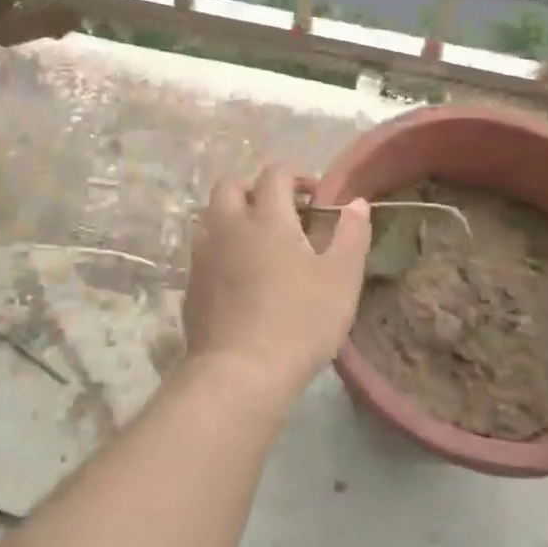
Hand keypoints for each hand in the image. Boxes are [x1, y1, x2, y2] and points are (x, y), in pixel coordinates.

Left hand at [180, 164, 370, 407]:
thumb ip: (351, 235)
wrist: (239, 372)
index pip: (275, 173)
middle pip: (231, 185)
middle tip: (282, 212)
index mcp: (266, 217)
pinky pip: (204, 248)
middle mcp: (228, 225)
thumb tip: (356, 202)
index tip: (315, 193)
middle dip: (255, 188)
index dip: (296, 173)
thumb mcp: (341, 279)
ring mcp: (203, 253)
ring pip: (212, 215)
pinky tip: (240, 275)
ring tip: (260, 242)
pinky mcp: (191, 283)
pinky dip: (222, 247)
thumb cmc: (299, 321)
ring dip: (234, 216)